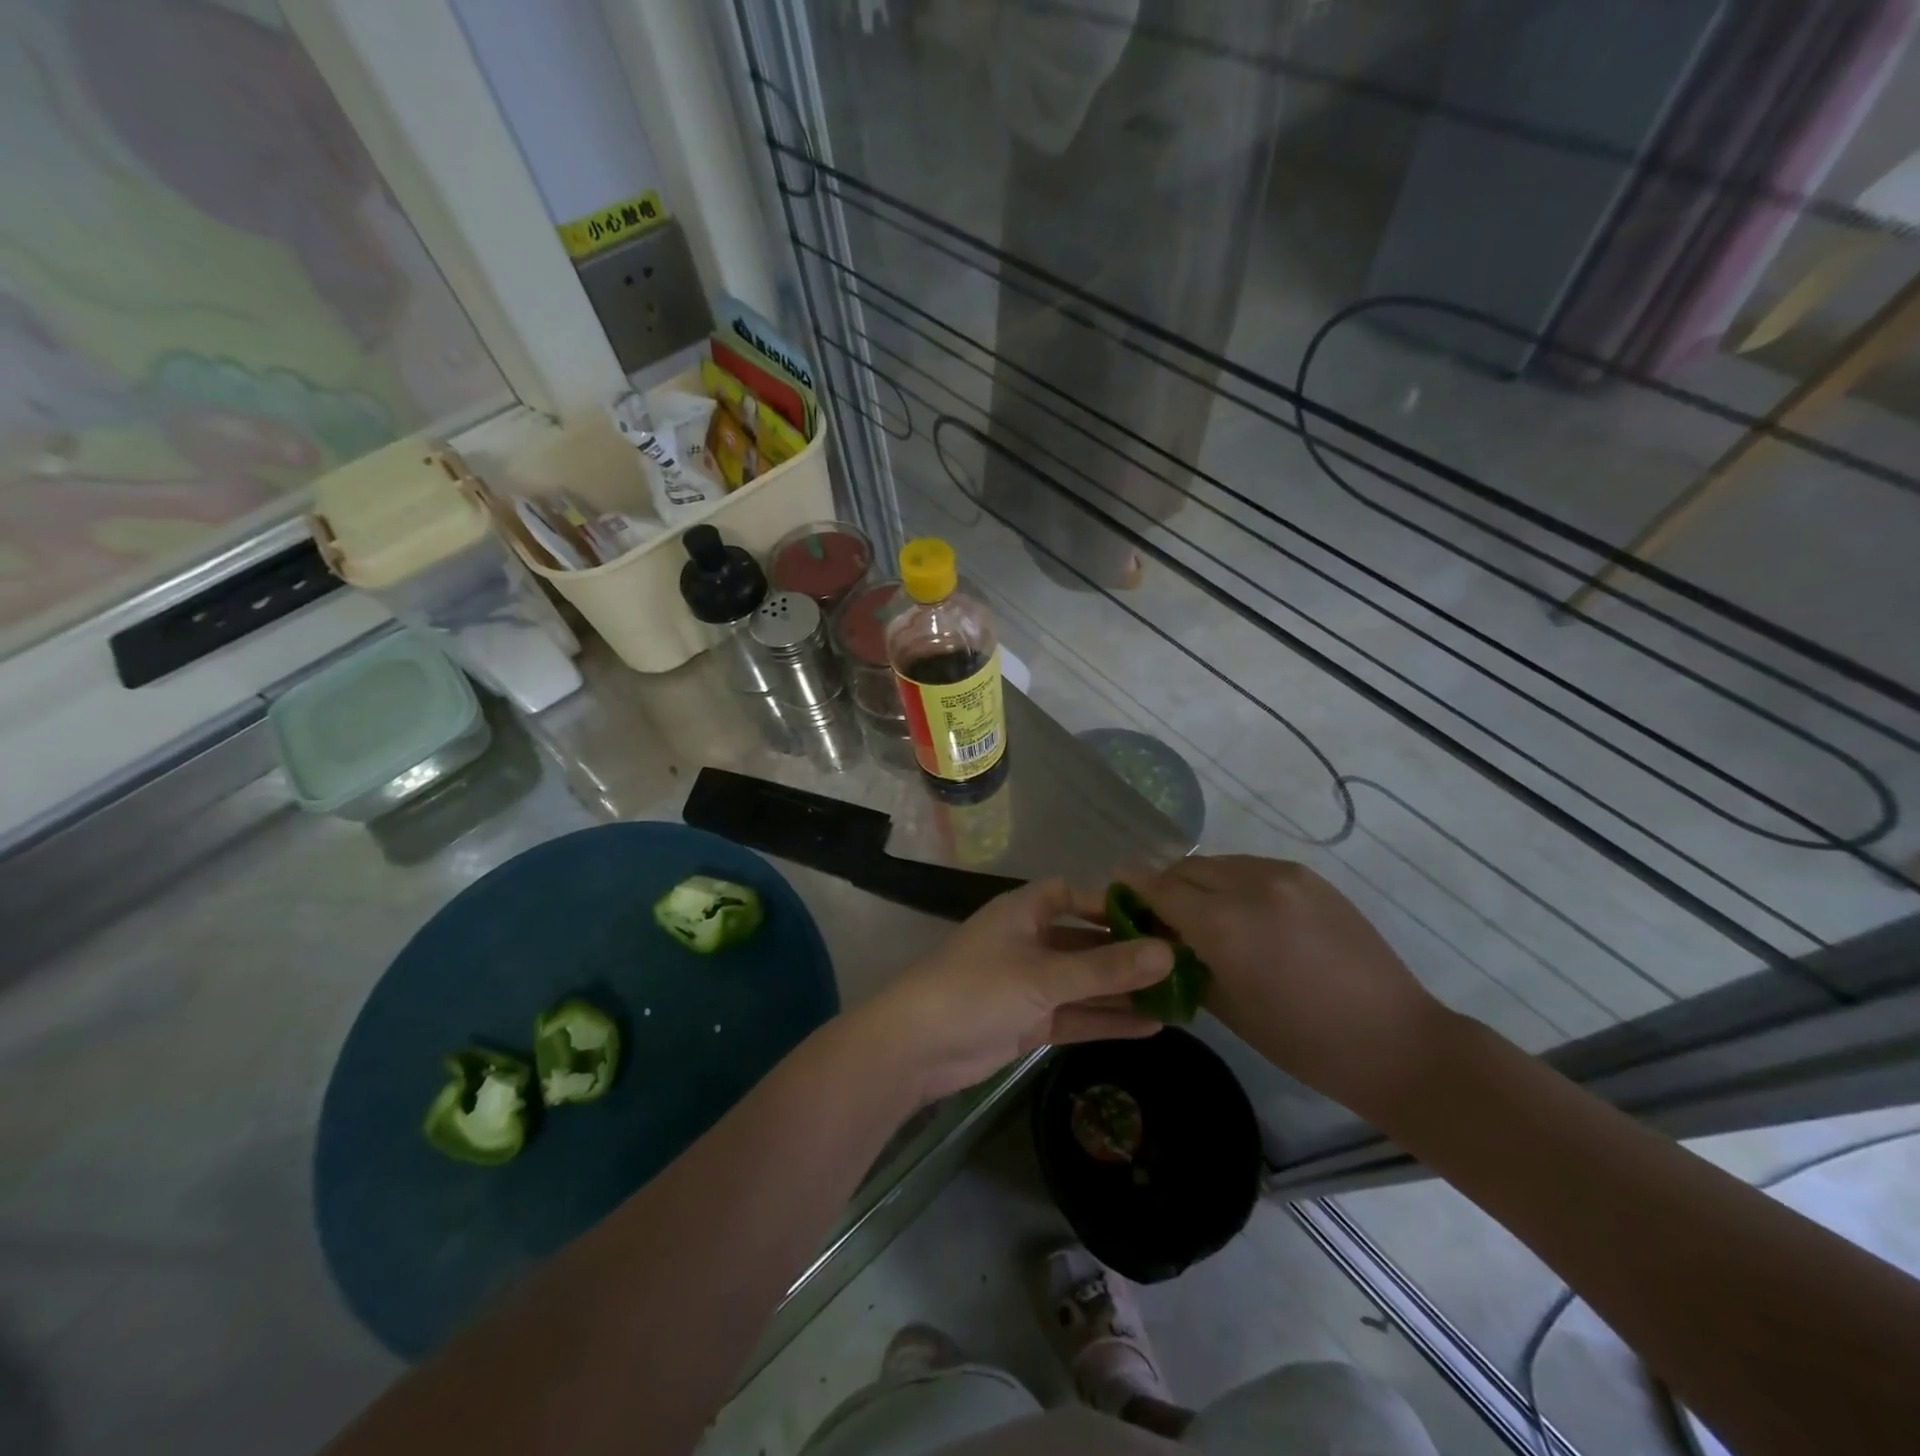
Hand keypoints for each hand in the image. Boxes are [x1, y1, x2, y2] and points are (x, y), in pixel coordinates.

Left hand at [858, 879, 1173, 1105]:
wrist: (916, 1047)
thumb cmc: (978, 990)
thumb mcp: (1045, 976)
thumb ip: (1106, 968)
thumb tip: (1169, 953)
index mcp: (1024, 912)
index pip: (1073, 894)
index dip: (1111, 903)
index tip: (1158, 917)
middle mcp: (1029, 941)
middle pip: (1086, 941)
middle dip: (1127, 953)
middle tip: (1182, 965)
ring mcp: (1029, 983)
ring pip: (1085, 982)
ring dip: (1123, 991)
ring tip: (1179, 998)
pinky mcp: (1029, 1021)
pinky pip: (1076, 1014)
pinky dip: (1107, 1020)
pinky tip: (1152, 1026)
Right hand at [1119, 856, 1446, 1114]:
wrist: (1394, 1039)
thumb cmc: (1302, 1041)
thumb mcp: (1226, 1007)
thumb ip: (1183, 960)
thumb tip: (1157, 936)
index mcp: (1224, 924)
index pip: (1158, 886)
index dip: (1132, 889)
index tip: (1118, 898)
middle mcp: (1249, 885)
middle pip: (1184, 868)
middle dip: (1165, 888)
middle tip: (1162, 918)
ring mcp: (1283, 875)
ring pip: (1217, 863)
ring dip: (1199, 882)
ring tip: (1204, 916)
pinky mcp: (1308, 876)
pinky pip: (1251, 868)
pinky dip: (1233, 883)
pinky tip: (1244, 914)